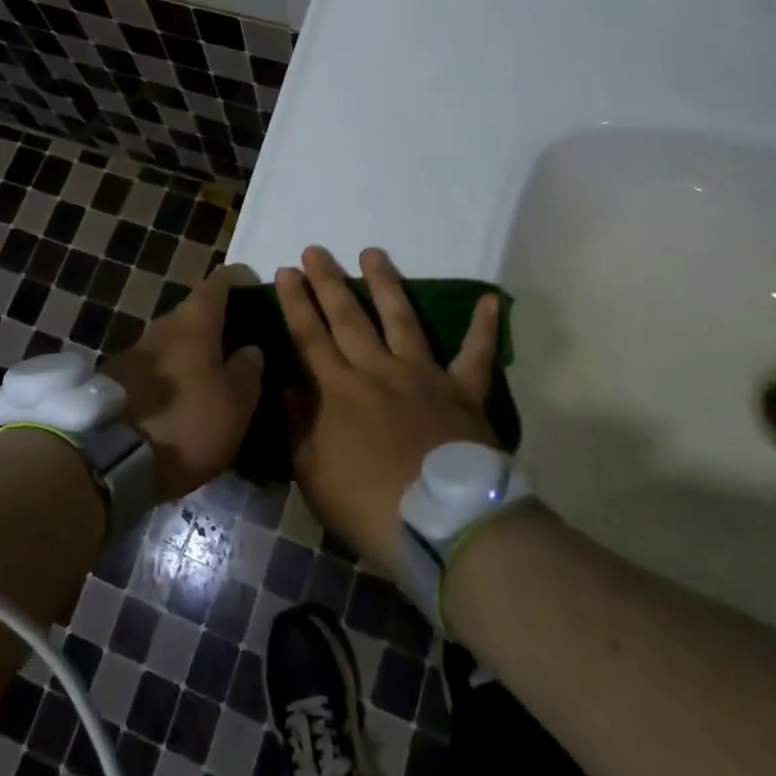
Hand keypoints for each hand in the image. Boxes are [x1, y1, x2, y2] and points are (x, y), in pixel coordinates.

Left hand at [108, 263, 265, 501]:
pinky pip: (159, 368)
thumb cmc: (186, 422)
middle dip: (221, 326)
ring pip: (176, 342)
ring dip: (197, 354)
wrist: (108, 460)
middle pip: (197, 313)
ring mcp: (136, 352)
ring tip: (220, 378)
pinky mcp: (119, 381)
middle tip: (246, 348)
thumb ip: (248, 369)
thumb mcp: (235, 402)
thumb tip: (250, 349)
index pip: (221, 281)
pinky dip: (177, 376)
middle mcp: (163, 325)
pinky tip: (189, 400)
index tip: (260, 296)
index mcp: (194, 321)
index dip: (243, 282)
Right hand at [278, 246, 499, 573]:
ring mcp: (424, 376)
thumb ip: (298, 427)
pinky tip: (489, 299)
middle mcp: (378, 370)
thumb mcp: (314, 475)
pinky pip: (475, 354)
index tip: (286, 271)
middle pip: (349, 318)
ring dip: (386, 284)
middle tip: (316, 250)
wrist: (445, 525)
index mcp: (339, 391)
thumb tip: (286, 385)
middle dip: (328, 282)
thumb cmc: (371, 505)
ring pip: (401, 319)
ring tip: (372, 253)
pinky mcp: (463, 391)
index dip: (296, 303)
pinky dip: (483, 328)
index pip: (310, 336)